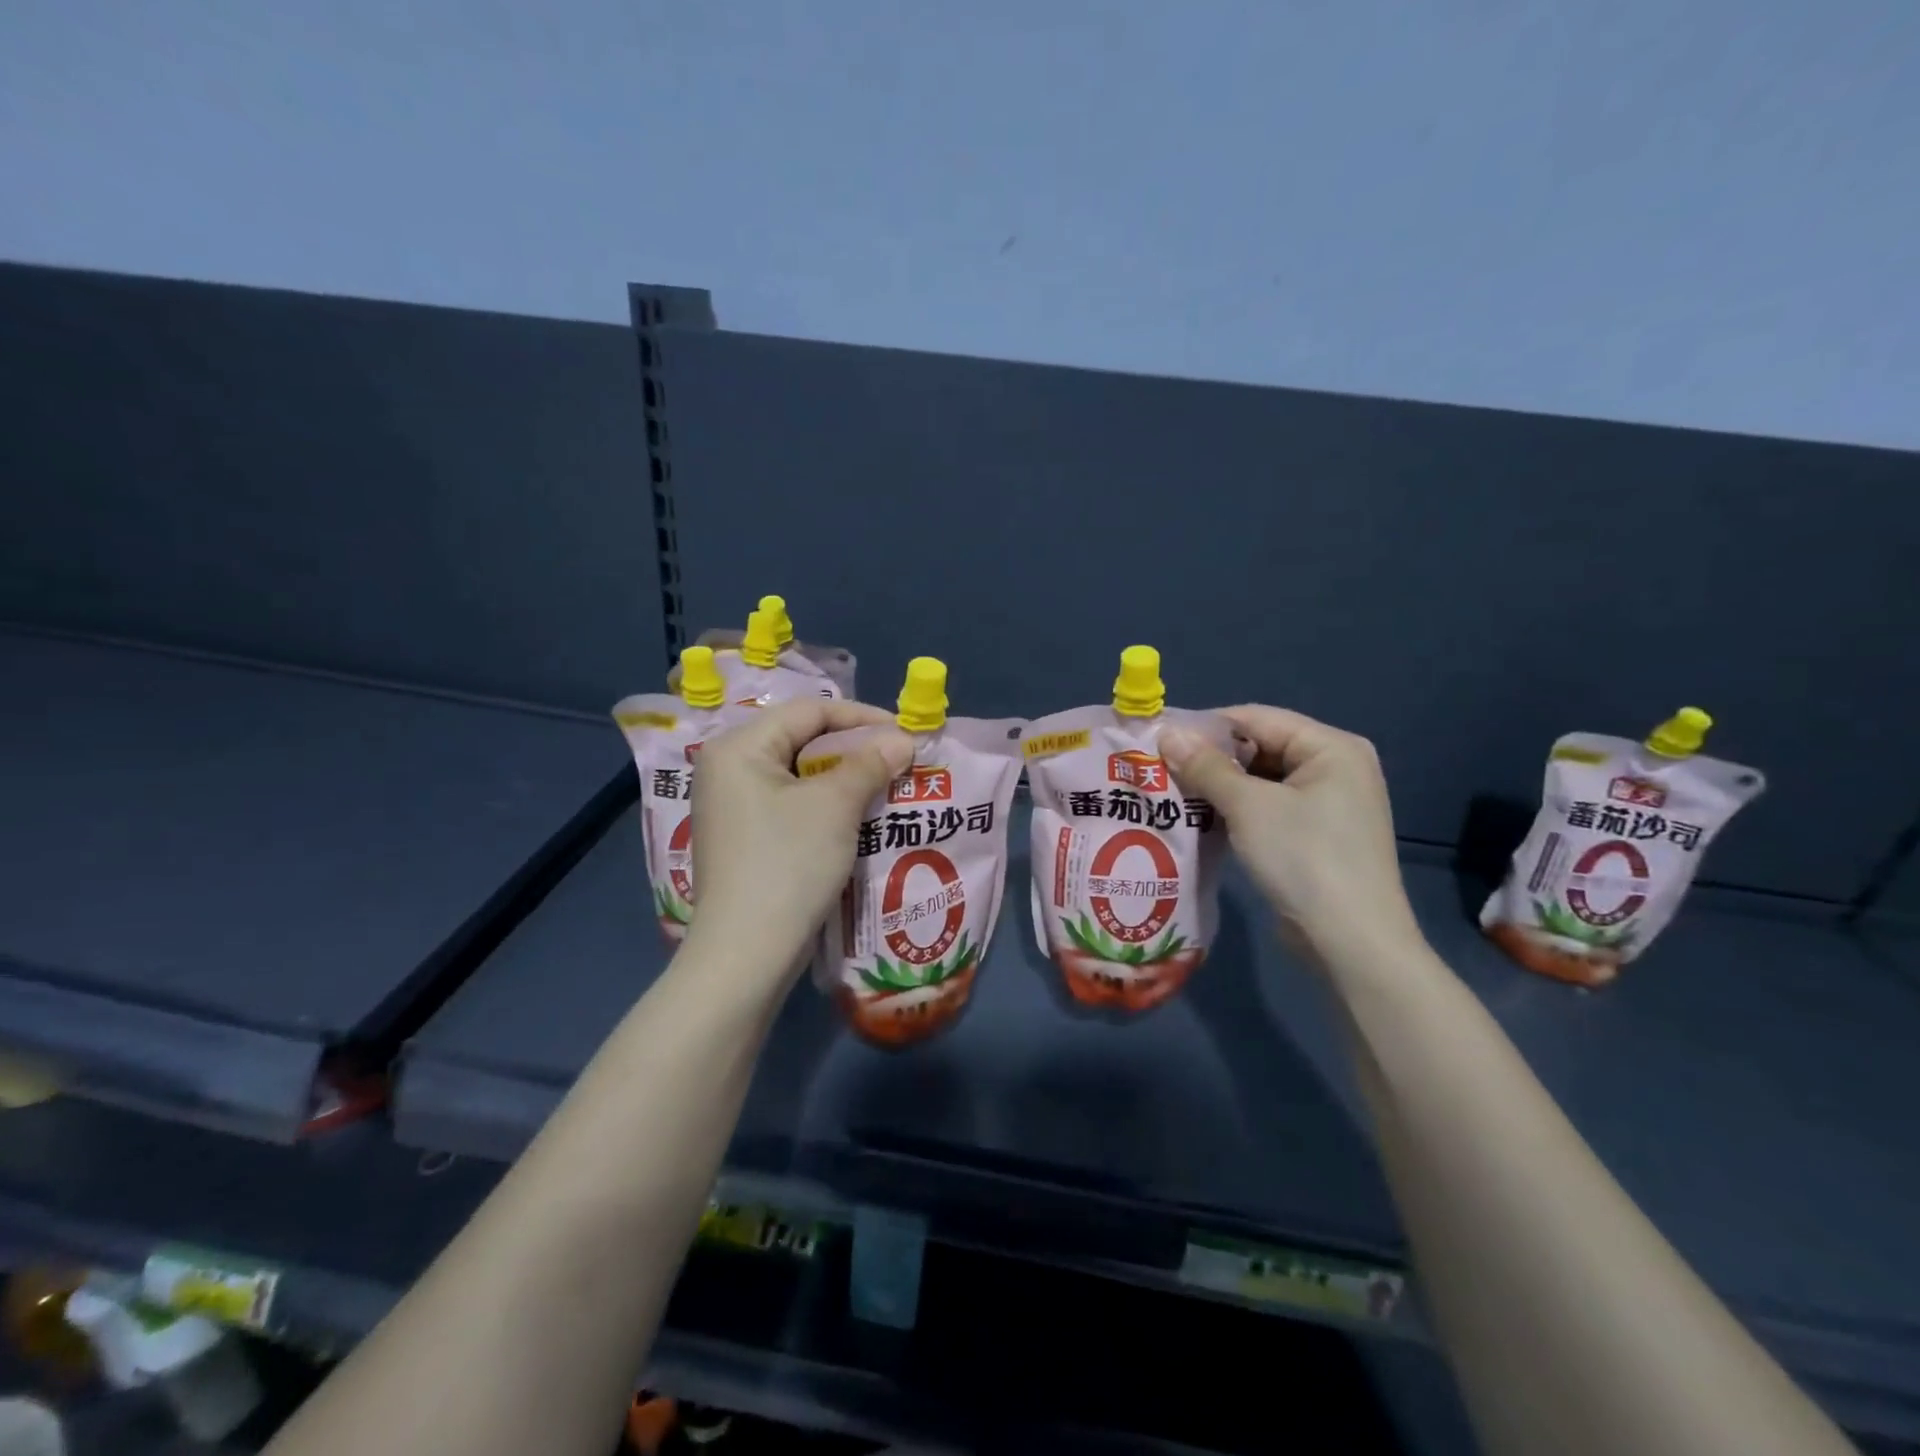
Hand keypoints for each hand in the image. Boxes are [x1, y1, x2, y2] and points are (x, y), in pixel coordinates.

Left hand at [685, 698, 912, 978]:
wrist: (747, 953)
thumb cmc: (788, 864)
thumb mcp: (835, 806)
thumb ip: (870, 763)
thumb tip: (902, 740)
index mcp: (738, 748)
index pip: (808, 711)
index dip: (861, 717)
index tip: (903, 734)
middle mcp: (728, 769)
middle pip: (801, 739)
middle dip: (854, 748)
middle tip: (898, 760)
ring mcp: (732, 806)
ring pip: (799, 774)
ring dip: (844, 777)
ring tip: (886, 786)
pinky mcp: (744, 838)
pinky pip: (791, 803)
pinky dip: (825, 803)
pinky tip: (858, 816)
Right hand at [1160, 706, 1421, 963]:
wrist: (1351, 943)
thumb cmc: (1304, 859)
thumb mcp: (1249, 806)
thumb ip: (1206, 766)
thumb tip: (1167, 733)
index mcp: (1331, 747)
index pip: (1256, 718)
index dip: (1206, 726)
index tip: (1160, 739)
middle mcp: (1335, 767)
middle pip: (1261, 747)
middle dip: (1212, 758)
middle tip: (1161, 768)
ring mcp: (1329, 804)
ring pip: (1262, 780)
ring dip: (1220, 786)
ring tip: (1173, 792)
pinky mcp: (1317, 836)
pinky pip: (1269, 807)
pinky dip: (1237, 810)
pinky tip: (1202, 819)